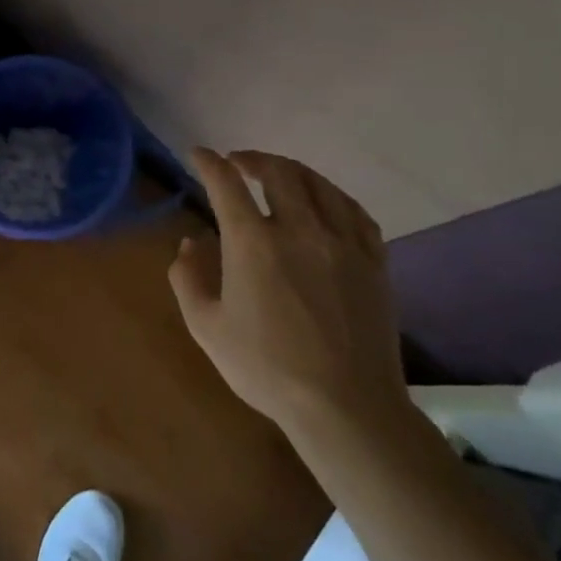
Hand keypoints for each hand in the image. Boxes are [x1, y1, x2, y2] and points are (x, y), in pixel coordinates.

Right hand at [169, 149, 407, 435]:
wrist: (345, 406)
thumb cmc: (266, 368)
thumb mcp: (206, 327)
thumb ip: (187, 278)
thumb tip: (190, 243)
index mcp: (253, 243)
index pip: (226, 184)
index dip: (209, 163)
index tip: (198, 154)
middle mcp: (299, 230)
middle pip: (278, 173)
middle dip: (252, 159)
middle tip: (237, 162)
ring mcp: (342, 243)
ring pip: (319, 185)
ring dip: (292, 170)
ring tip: (278, 174)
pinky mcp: (373, 262)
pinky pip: (355, 212)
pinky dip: (333, 196)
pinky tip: (326, 201)